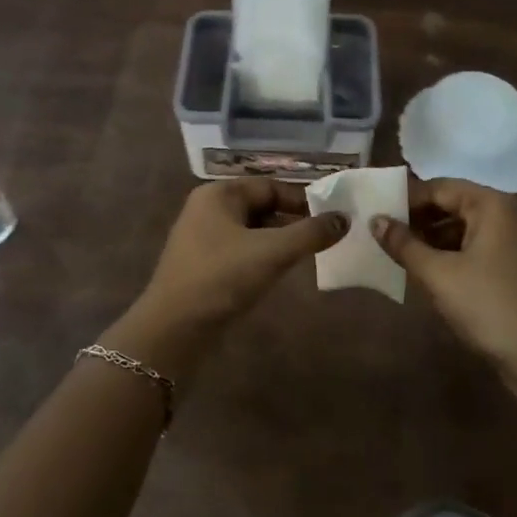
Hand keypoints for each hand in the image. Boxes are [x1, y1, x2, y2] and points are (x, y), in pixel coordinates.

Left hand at [138, 177, 346, 327]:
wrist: (173, 330)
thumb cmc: (221, 279)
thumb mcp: (271, 252)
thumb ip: (310, 233)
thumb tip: (344, 218)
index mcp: (218, 194)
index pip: (270, 186)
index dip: (303, 200)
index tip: (333, 216)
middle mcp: (207, 209)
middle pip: (261, 207)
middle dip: (293, 220)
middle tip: (326, 236)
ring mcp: (202, 239)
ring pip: (252, 231)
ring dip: (279, 240)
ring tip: (309, 254)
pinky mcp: (203, 266)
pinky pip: (241, 251)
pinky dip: (262, 257)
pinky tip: (279, 272)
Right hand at [372, 179, 516, 380]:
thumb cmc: (489, 305)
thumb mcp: (438, 274)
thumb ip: (404, 244)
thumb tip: (375, 220)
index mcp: (491, 205)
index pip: (439, 187)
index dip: (406, 199)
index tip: (375, 212)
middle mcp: (504, 215)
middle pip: (451, 205)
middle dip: (417, 219)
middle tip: (380, 233)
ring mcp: (511, 242)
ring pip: (460, 229)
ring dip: (429, 239)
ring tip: (396, 252)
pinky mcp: (510, 268)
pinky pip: (471, 249)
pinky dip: (447, 255)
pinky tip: (423, 271)